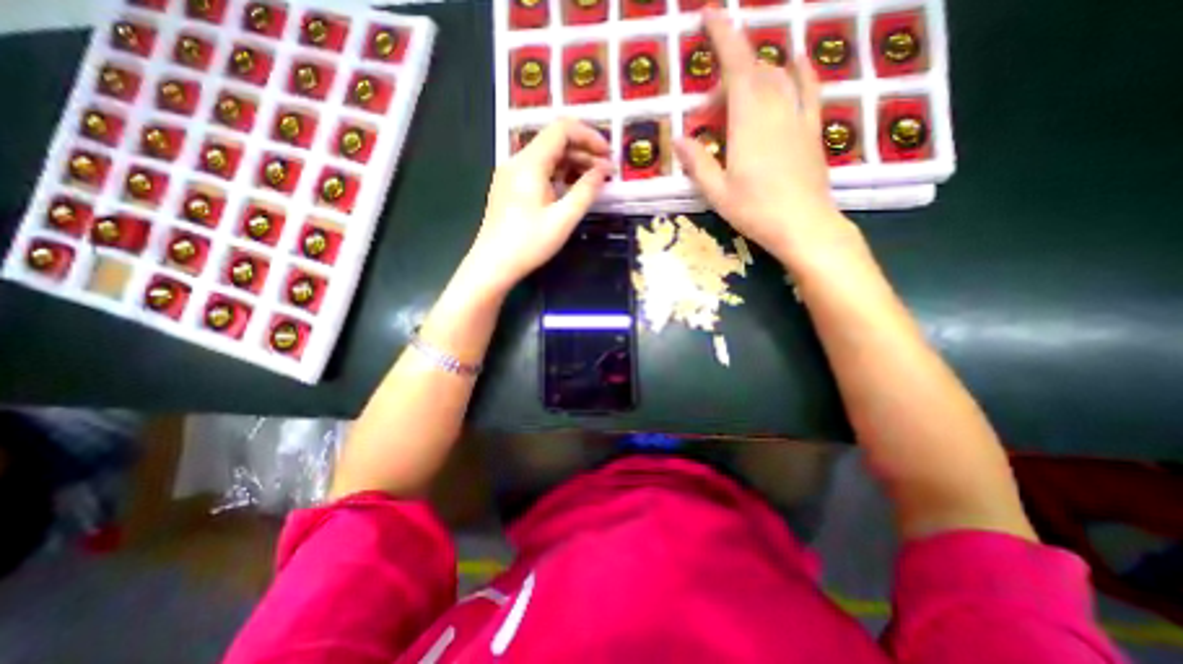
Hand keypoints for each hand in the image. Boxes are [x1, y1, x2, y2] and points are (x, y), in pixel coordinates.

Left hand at [464, 118, 609, 292]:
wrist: (493, 265)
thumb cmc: (529, 243)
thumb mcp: (563, 219)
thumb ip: (586, 191)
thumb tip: (603, 170)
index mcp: (529, 163)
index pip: (562, 129)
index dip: (589, 136)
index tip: (608, 154)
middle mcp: (517, 161)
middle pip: (554, 142)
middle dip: (583, 152)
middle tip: (606, 172)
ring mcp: (510, 174)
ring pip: (546, 158)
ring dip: (572, 164)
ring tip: (593, 182)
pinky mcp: (509, 188)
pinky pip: (537, 171)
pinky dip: (557, 175)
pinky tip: (570, 190)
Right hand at [675, 9, 862, 264]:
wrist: (803, 225)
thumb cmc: (755, 211)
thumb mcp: (717, 192)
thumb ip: (697, 163)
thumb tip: (678, 139)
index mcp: (748, 121)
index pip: (736, 65)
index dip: (722, 36)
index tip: (707, 15)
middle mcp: (776, 108)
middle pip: (751, 73)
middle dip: (725, 80)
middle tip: (706, 114)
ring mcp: (798, 116)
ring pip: (776, 77)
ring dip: (752, 79)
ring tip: (734, 105)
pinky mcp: (812, 128)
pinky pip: (809, 88)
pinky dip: (800, 70)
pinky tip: (795, 61)